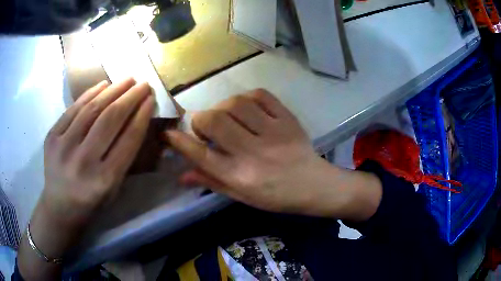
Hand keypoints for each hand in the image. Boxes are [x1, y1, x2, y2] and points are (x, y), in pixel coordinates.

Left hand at [41, 78, 153, 226]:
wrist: (60, 207)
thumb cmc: (91, 201)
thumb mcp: (113, 188)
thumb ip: (124, 157)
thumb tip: (135, 120)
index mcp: (104, 180)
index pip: (127, 140)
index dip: (141, 116)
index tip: (150, 99)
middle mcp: (84, 162)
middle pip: (110, 119)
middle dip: (130, 97)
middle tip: (142, 83)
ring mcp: (64, 147)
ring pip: (91, 109)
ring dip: (112, 90)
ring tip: (126, 80)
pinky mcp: (51, 137)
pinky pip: (73, 109)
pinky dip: (89, 94)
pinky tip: (103, 85)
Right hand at [167, 89, 380, 216]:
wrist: (315, 185)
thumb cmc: (276, 196)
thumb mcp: (242, 196)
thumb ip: (212, 182)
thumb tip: (182, 175)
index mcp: (241, 177)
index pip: (201, 155)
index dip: (179, 141)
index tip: (169, 133)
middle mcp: (254, 153)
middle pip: (214, 121)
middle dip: (201, 120)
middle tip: (206, 127)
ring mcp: (273, 132)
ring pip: (235, 103)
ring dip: (223, 107)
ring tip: (228, 117)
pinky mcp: (288, 119)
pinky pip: (261, 95)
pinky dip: (247, 97)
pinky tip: (247, 108)